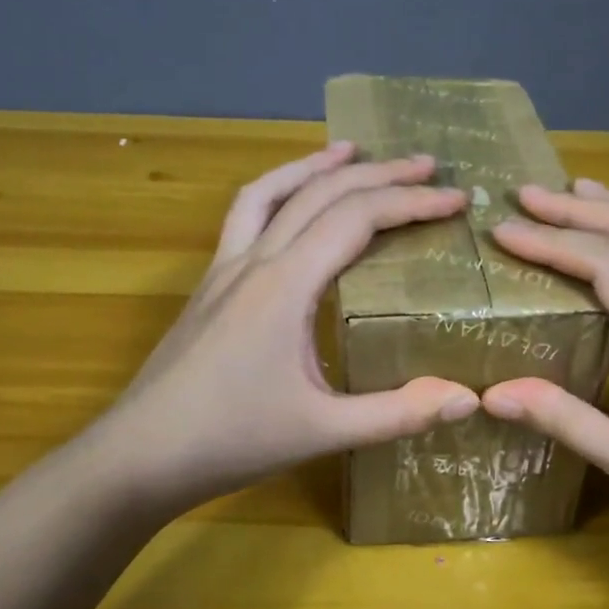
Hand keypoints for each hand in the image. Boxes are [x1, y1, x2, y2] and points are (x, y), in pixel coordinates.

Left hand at [89, 144, 480, 516]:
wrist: (139, 456)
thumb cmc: (230, 441)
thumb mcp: (323, 431)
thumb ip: (398, 414)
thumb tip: (469, 396)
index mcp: (285, 285)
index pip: (357, 219)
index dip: (411, 202)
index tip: (457, 199)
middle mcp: (254, 261)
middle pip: (321, 194)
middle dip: (379, 173)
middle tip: (427, 165)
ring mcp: (224, 270)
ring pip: (271, 192)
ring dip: (316, 166)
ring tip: (353, 151)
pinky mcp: (209, 287)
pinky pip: (244, 218)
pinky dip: (276, 193)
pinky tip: (290, 206)